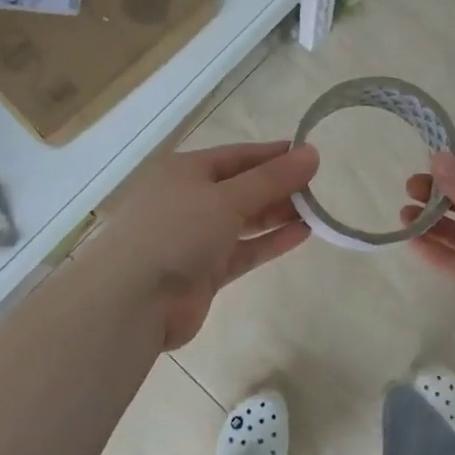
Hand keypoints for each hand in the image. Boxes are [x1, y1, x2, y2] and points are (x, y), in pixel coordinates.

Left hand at [86, 141, 317, 349]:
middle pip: (241, 188)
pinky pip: (243, 250)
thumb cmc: (177, 232)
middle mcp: (189, 200)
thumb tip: (312, 154)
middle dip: (278, 187)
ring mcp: (195, 238)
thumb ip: (271, 179)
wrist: (134, 300)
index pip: (237, 156)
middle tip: (320, 186)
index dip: (272, 155)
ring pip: (244, 220)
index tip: (309, 155)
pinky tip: (302, 234)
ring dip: (277, 214)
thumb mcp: (227, 198)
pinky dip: (269, 242)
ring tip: (318, 210)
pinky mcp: (204, 271)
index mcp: (185, 171)